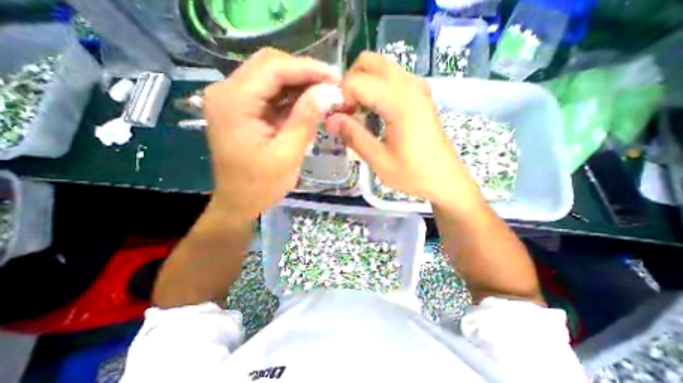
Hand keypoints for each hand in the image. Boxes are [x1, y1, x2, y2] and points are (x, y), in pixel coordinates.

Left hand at [202, 48, 341, 217]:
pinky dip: (292, 96)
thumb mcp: (287, 155)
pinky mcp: (242, 109)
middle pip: (270, 66)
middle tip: (332, 87)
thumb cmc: (261, 185)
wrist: (239, 201)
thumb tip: (329, 92)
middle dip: (305, 73)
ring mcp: (233, 99)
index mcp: (233, 102)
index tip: (335, 77)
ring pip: (272, 77)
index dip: (307, 68)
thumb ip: (306, 120)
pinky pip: (270, 93)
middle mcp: (227, 92)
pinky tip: (310, 103)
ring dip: (300, 84)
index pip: (273, 68)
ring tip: (326, 94)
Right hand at [327, 53, 478, 207]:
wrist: (444, 179)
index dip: (340, 98)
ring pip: (381, 67)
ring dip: (363, 84)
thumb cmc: (412, 174)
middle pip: (369, 62)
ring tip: (357, 112)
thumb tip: (330, 119)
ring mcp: (417, 88)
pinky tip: (373, 112)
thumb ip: (353, 136)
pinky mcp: (420, 96)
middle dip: (350, 82)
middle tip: (346, 110)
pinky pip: (392, 78)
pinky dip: (376, 87)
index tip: (338, 120)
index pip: (357, 81)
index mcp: (399, 102)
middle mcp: (409, 85)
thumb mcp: (379, 160)